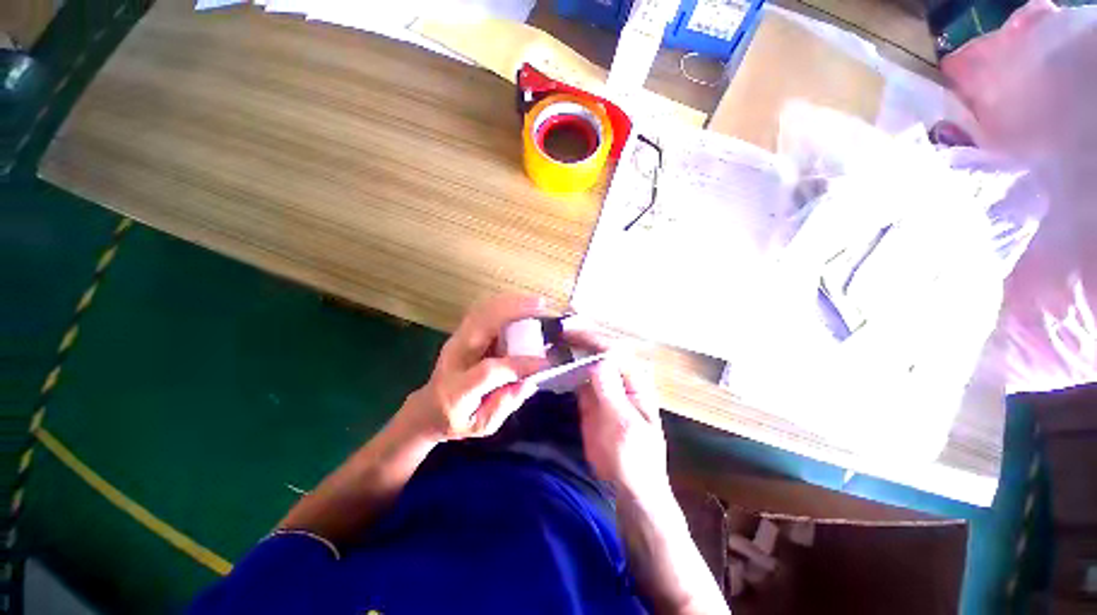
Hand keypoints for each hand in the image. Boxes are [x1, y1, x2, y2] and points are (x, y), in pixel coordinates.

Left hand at [397, 294, 551, 442]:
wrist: (426, 409)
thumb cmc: (455, 420)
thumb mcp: (481, 425)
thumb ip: (505, 404)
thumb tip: (530, 381)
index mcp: (456, 388)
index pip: (491, 370)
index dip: (520, 363)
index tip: (546, 362)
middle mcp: (454, 357)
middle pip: (480, 324)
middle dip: (514, 311)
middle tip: (542, 308)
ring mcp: (455, 340)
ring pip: (482, 311)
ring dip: (510, 302)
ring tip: (535, 302)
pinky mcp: (461, 333)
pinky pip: (482, 311)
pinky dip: (503, 304)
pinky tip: (520, 304)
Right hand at [566, 326, 668, 498]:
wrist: (628, 485)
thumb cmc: (634, 457)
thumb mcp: (624, 426)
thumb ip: (611, 393)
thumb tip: (598, 361)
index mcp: (635, 381)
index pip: (614, 351)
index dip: (592, 338)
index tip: (569, 332)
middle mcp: (620, 377)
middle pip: (601, 349)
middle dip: (581, 336)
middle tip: (558, 328)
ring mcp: (604, 386)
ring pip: (588, 360)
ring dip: (571, 349)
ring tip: (553, 339)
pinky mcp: (590, 396)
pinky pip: (578, 376)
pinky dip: (566, 367)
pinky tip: (553, 361)